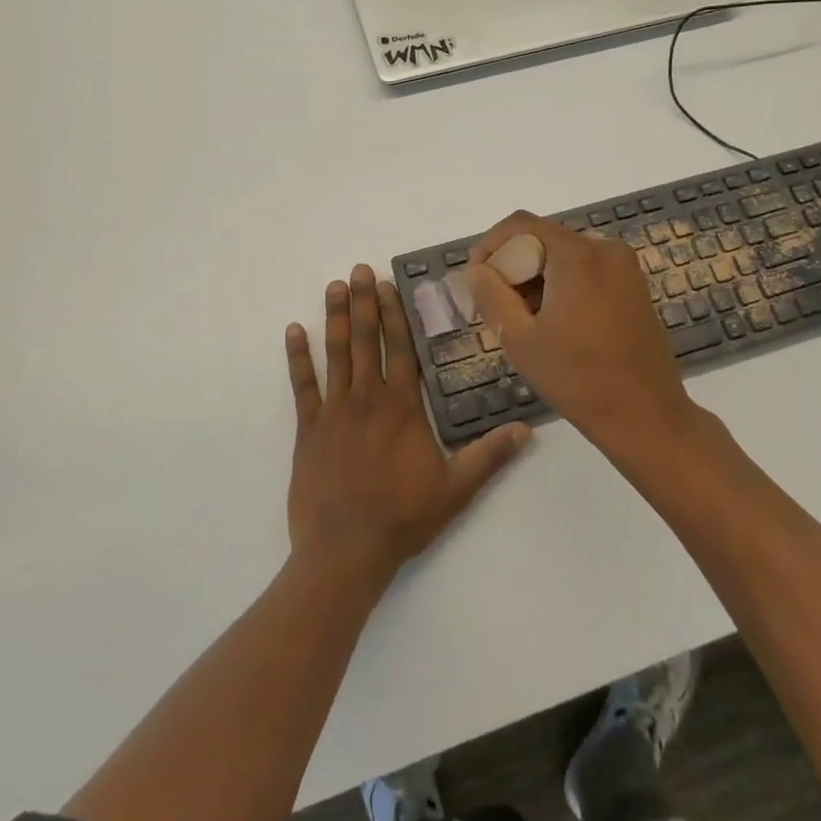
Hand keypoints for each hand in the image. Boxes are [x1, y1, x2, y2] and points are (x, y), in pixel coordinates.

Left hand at [285, 265, 529, 587]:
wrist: (345, 551)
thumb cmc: (402, 518)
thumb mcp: (456, 489)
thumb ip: (489, 456)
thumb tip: (526, 428)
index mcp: (402, 407)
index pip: (400, 349)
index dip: (395, 314)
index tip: (389, 284)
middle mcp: (368, 398)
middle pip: (367, 340)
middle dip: (365, 302)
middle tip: (359, 270)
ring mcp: (334, 411)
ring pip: (336, 354)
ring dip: (336, 318)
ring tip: (334, 286)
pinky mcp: (308, 429)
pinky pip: (302, 386)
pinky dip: (297, 357)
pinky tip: (294, 330)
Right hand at [467, 213, 695, 453]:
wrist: (646, 416)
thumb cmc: (578, 379)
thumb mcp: (520, 339)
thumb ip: (491, 295)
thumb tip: (477, 270)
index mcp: (578, 255)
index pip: (520, 225)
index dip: (490, 246)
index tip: (476, 280)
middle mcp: (605, 248)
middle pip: (543, 238)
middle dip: (513, 265)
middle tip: (496, 305)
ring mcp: (624, 266)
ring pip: (563, 254)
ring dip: (536, 276)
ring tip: (524, 319)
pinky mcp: (633, 284)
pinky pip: (586, 268)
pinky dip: (561, 283)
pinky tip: (554, 320)